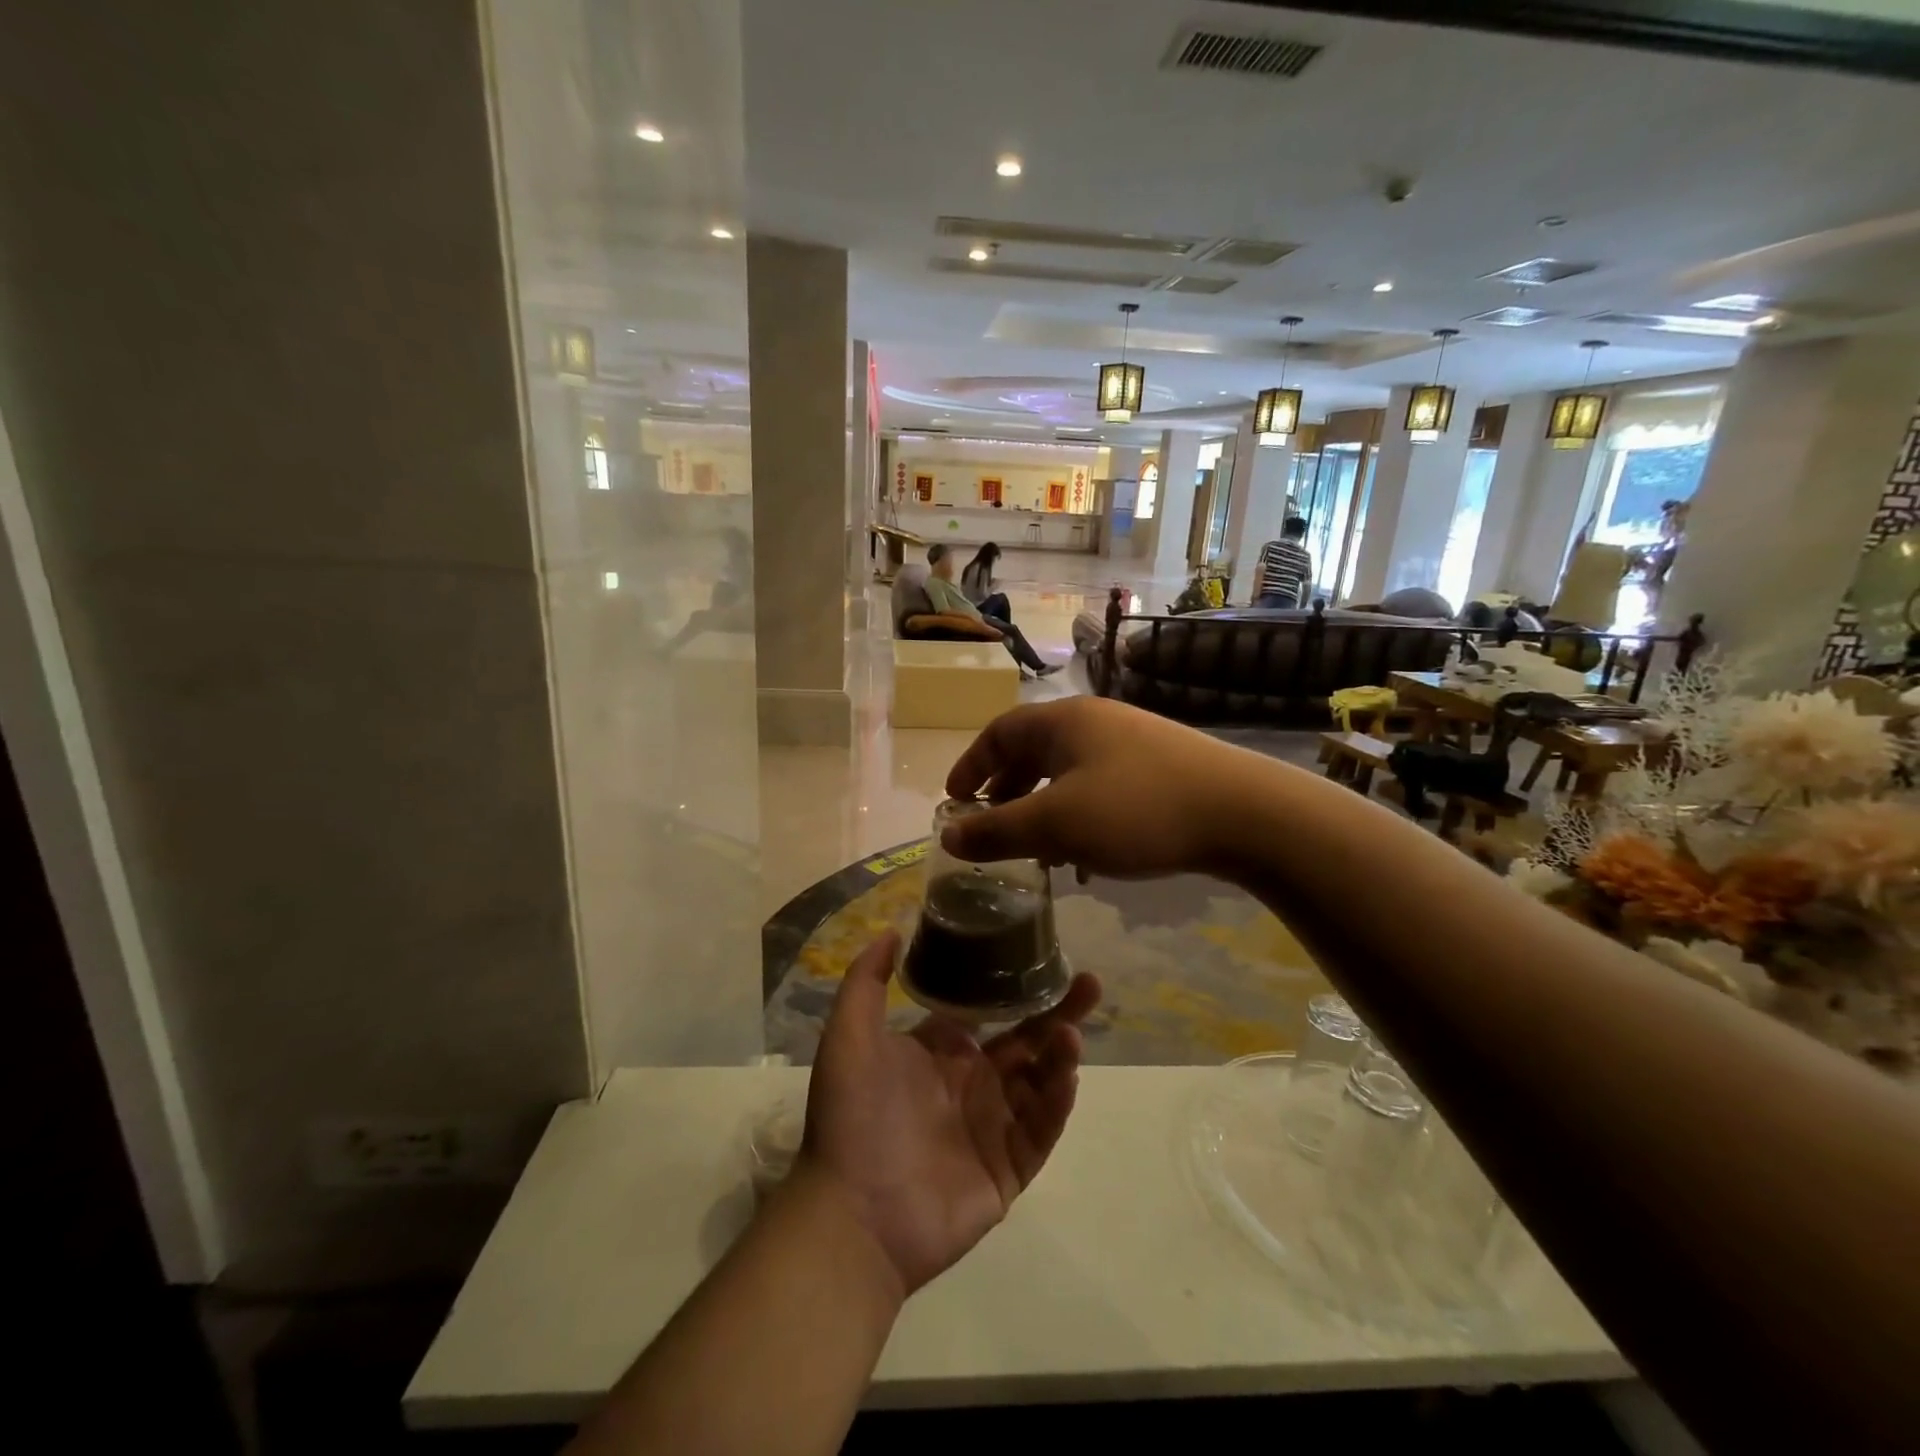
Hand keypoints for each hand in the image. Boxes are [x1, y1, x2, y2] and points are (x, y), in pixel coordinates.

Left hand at [800, 932, 1099, 1295]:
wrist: (853, 1213)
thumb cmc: (852, 1116)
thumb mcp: (849, 1035)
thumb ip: (867, 980)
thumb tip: (892, 929)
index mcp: (942, 1053)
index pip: (990, 1011)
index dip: (1016, 987)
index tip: (1043, 956)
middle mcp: (973, 1083)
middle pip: (1027, 1040)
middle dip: (1058, 1010)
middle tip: (1089, 982)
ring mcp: (994, 1126)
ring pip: (1041, 1081)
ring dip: (1060, 1053)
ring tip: (1071, 1029)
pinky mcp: (1010, 1168)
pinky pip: (1041, 1128)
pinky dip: (1057, 1101)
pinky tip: (1066, 1073)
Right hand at [941, 697, 1247, 878]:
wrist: (1245, 813)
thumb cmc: (1137, 810)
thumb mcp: (1057, 824)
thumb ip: (998, 830)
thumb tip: (949, 834)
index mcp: (1064, 721)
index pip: (999, 732)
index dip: (971, 765)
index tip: (954, 801)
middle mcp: (1095, 722)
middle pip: (1033, 750)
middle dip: (1006, 790)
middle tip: (993, 827)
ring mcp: (1131, 743)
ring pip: (1068, 772)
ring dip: (1043, 807)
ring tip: (1038, 849)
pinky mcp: (1159, 768)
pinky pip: (1099, 787)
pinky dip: (1078, 814)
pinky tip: (1089, 853)